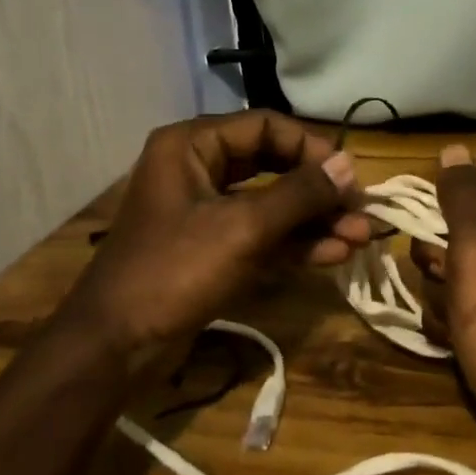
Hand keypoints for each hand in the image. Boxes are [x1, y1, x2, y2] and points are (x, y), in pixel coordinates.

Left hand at [70, 111, 371, 370]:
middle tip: (360, 210)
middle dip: (318, 190)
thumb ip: (300, 194)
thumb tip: (348, 165)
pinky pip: (261, 234)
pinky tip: (334, 255)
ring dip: (314, 221)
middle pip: (273, 164)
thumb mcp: (243, 229)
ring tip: (359, 238)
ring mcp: (206, 211)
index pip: (265, 126)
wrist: (115, 348)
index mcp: (193, 146)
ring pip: (272, 203)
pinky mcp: (213, 248)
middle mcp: (199, 168)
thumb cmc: (174, 272)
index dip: (310, 147)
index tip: (348, 175)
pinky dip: (295, 243)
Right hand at [409, 144, 475, 467]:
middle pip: (450, 238)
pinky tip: (456, 344)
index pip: (462, 197)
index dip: (441, 220)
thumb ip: (462, 197)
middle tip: (450, 288)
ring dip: (439, 299)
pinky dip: (449, 325)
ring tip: (456, 324)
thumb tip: (453, 148)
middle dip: (436, 265)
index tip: (434, 243)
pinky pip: (455, 310)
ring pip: (446, 276)